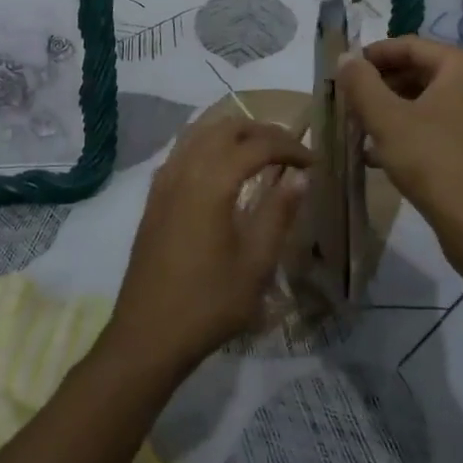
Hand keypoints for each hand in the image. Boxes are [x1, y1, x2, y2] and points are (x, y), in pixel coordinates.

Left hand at [105, 118, 309, 376]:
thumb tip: (300, 176)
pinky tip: (222, 167)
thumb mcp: (256, 263)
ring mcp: (164, 180)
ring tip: (261, 152)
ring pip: (201, 132)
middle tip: (291, 152)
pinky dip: (209, 144)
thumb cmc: (209, 302)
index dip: (290, 147)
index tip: (314, 163)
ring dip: (234, 133)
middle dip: (263, 132)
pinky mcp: (154, 195)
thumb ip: (279, 212)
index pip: (258, 144)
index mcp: (212, 182)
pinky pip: (183, 149)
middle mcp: (185, 169)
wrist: (148, 335)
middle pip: (227, 127)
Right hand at [336, 36, 462, 242]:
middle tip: (351, 101)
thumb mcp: (386, 119)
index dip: (373, 55)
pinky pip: (443, 123)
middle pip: (422, 71)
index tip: (345, 71)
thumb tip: (345, 58)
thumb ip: (361, 83)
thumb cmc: (431, 160)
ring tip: (361, 127)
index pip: (410, 46)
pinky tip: (382, 152)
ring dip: (394, 109)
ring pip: (430, 100)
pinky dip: (414, 128)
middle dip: (382, 85)